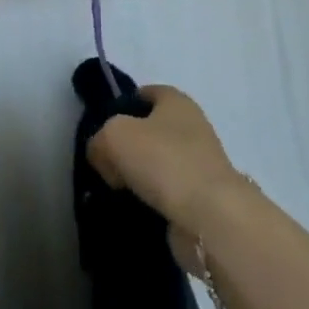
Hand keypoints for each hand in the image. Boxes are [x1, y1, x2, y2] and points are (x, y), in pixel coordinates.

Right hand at [87, 85, 245, 237]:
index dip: (122, 107)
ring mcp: (200, 163)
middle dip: (126, 146)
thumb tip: (102, 155)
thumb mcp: (114, 136)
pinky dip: (150, 201)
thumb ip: (99, 139)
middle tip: (104, 165)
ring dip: (137, 177)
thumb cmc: (163, 160)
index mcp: (176, 101)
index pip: (145, 93)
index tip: (102, 130)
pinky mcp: (202, 198)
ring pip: (157, 164)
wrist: (209, 216)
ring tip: (114, 192)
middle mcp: (192, 126)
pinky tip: (133, 210)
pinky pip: (166, 193)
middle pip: (149, 130)